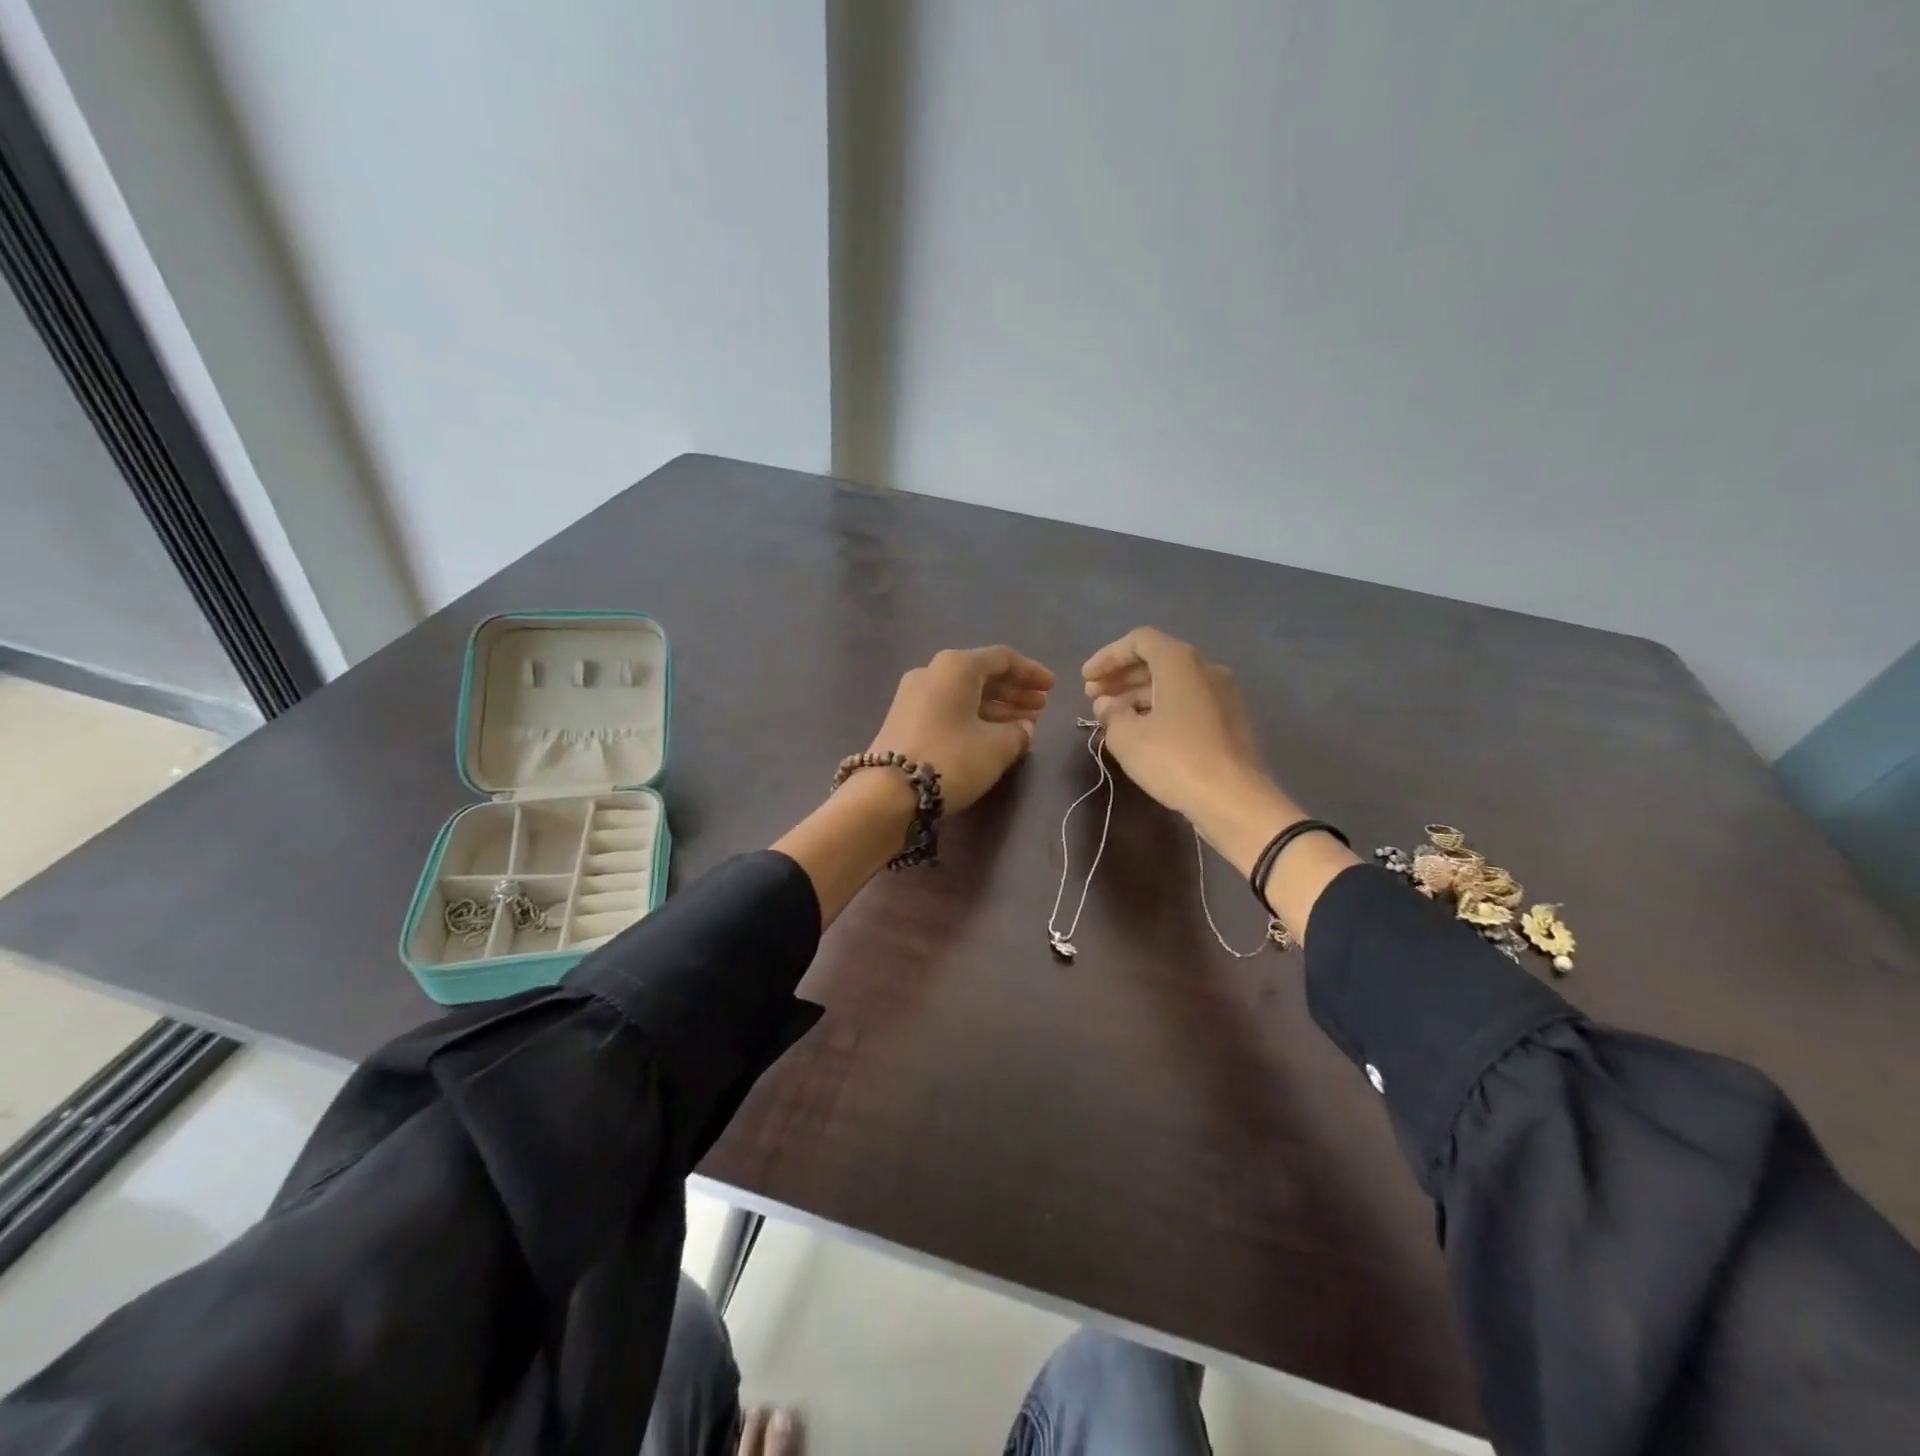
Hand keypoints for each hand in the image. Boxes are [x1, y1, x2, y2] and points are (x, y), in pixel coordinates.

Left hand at [870, 646, 1055, 813]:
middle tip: (1040, 708)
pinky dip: (974, 717)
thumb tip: (1023, 728)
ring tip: (1024, 725)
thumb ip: (1018, 732)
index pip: (1003, 659)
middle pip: (982, 675)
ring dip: (997, 707)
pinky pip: (949, 709)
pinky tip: (993, 735)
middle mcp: (933, 672)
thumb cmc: (951, 759)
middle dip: (1014, 691)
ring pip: (965, 694)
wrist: (890, 793)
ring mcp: (914, 695)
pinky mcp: (904, 719)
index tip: (1052, 688)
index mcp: (956, 666)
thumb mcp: (997, 746)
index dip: (1031, 672)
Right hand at [1082, 627, 1356, 938]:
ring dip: (1137, 694)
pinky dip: (1160, 708)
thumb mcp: (1127, 737)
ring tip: (1111, 717)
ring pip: (1172, 683)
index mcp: (1180, 662)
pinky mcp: (1229, 721)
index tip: (1086, 679)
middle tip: (1093, 697)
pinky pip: (1187, 701)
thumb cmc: (1175, 759)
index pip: (1139, 641)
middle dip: (1121, 676)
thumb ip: (1110, 713)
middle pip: (1156, 660)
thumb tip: (1107, 704)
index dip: (1108, 657)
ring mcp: (1223, 694)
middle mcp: (1206, 668)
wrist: (1234, 800)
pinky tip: (1141, 732)